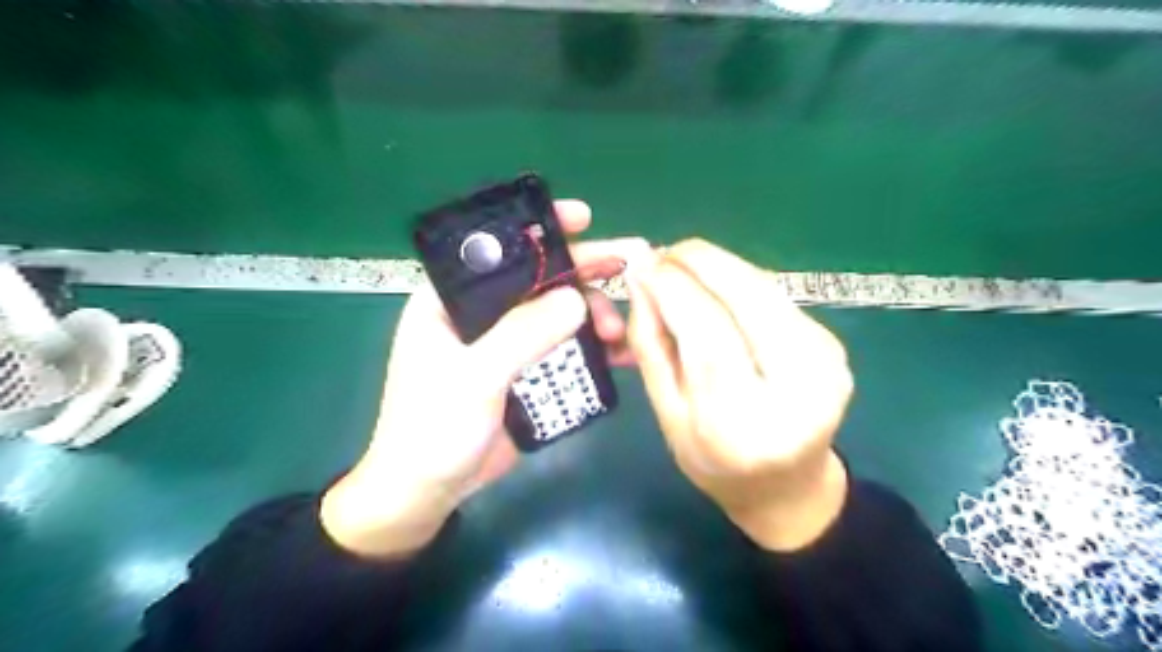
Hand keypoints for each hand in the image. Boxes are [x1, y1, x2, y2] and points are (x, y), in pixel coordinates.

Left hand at [320, 201, 650, 557]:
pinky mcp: (524, 372)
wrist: (426, 493)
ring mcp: (506, 344)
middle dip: (583, 272)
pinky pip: (563, 349)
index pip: (497, 250)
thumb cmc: (432, 429)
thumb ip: (522, 334)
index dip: (539, 229)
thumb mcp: (474, 377)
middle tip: (629, 264)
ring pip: (557, 314)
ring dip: (593, 315)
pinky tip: (621, 354)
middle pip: (538, 280)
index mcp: (451, 300)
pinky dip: (592, 350)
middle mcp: (481, 314)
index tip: (583, 218)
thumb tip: (577, 297)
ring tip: (620, 332)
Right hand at [627, 240, 851, 548]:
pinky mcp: (832, 344)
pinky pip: (776, 297)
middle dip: (702, 262)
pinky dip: (740, 281)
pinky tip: (716, 285)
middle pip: (748, 300)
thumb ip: (651, 348)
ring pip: (766, 289)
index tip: (643, 266)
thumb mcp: (667, 416)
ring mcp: (825, 364)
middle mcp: (796, 390)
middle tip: (664, 253)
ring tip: (683, 263)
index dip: (673, 291)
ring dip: (720, 265)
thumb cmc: (715, 463)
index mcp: (742, 425)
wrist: (790, 488)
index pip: (709, 336)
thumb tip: (642, 281)